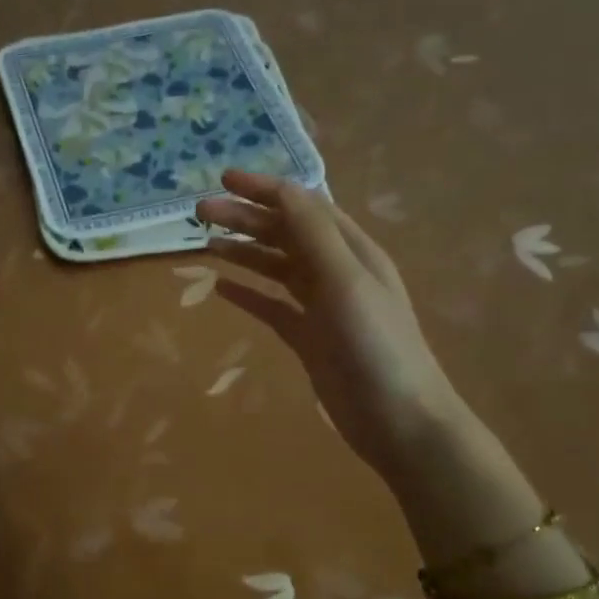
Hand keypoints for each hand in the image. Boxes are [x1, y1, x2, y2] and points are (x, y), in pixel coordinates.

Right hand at [197, 170, 462, 479]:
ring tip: (204, 243)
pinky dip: (247, 293)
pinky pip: (271, 306)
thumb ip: (313, 234)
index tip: (223, 179)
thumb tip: (282, 189)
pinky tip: (221, 288)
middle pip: (284, 233)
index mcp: (352, 250)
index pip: (303, 206)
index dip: (265, 189)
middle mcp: (336, 271)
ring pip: (275, 267)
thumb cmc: (376, 345)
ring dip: (242, 252)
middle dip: (244, 218)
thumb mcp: (346, 281)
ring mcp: (321, 307)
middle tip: (199, 212)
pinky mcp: (308, 338)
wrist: (399, 419)